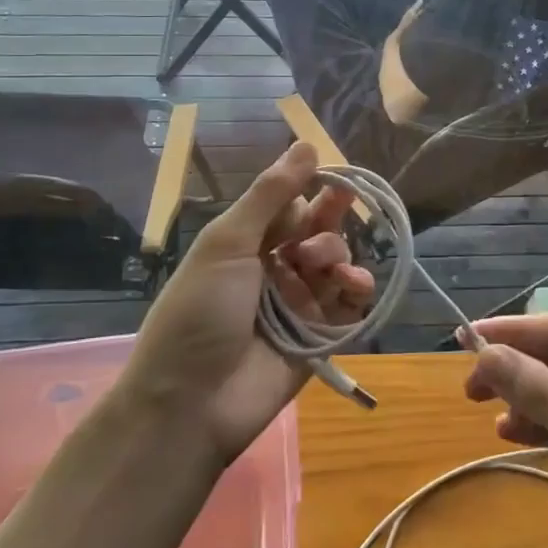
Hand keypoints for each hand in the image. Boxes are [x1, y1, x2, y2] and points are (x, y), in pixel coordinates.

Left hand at [123, 142, 373, 469]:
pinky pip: (350, 303)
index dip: (312, 188)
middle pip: (317, 230)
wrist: (190, 404)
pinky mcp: (321, 336)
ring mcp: (299, 303)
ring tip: (320, 266)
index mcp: (247, 243)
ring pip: (336, 262)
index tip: (335, 175)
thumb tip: (306, 143)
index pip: (290, 204)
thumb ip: (271, 195)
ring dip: (337, 253)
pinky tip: (353, 285)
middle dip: (330, 217)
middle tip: (340, 205)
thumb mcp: (227, 243)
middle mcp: (275, 268)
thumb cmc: (200, 312)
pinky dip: (357, 288)